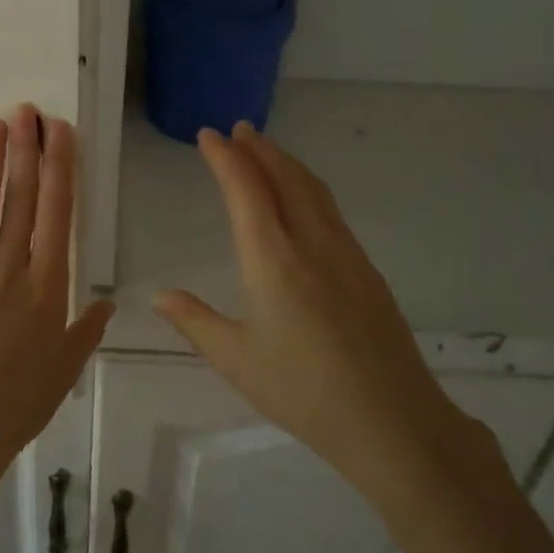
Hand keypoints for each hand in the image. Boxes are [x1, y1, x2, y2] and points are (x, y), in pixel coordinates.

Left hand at [0, 106, 113, 552]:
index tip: (61, 132)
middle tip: (29, 111)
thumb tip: (108, 300)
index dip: (60, 167)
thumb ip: (87, 328)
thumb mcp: (67, 366)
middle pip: (21, 198)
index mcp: (47, 284)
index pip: (57, 213)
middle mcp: (10, 267)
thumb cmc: (21, 399)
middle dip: (27, 151)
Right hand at [153, 123, 492, 503]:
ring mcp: (346, 254)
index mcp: (273, 260)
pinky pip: (332, 212)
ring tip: (267, 153)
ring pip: (314, 190)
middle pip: (286, 178)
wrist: (394, 422)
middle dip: (260, 149)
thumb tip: (159, 295)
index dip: (225, 158)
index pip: (245, 190)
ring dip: (287, 164)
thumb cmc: (303, 392)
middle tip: (239, 130)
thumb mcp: (236, 360)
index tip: (209, 136)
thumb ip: (195, 321)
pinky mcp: (367, 271)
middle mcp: (312, 244)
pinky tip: (305, 202)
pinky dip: (309, 189)